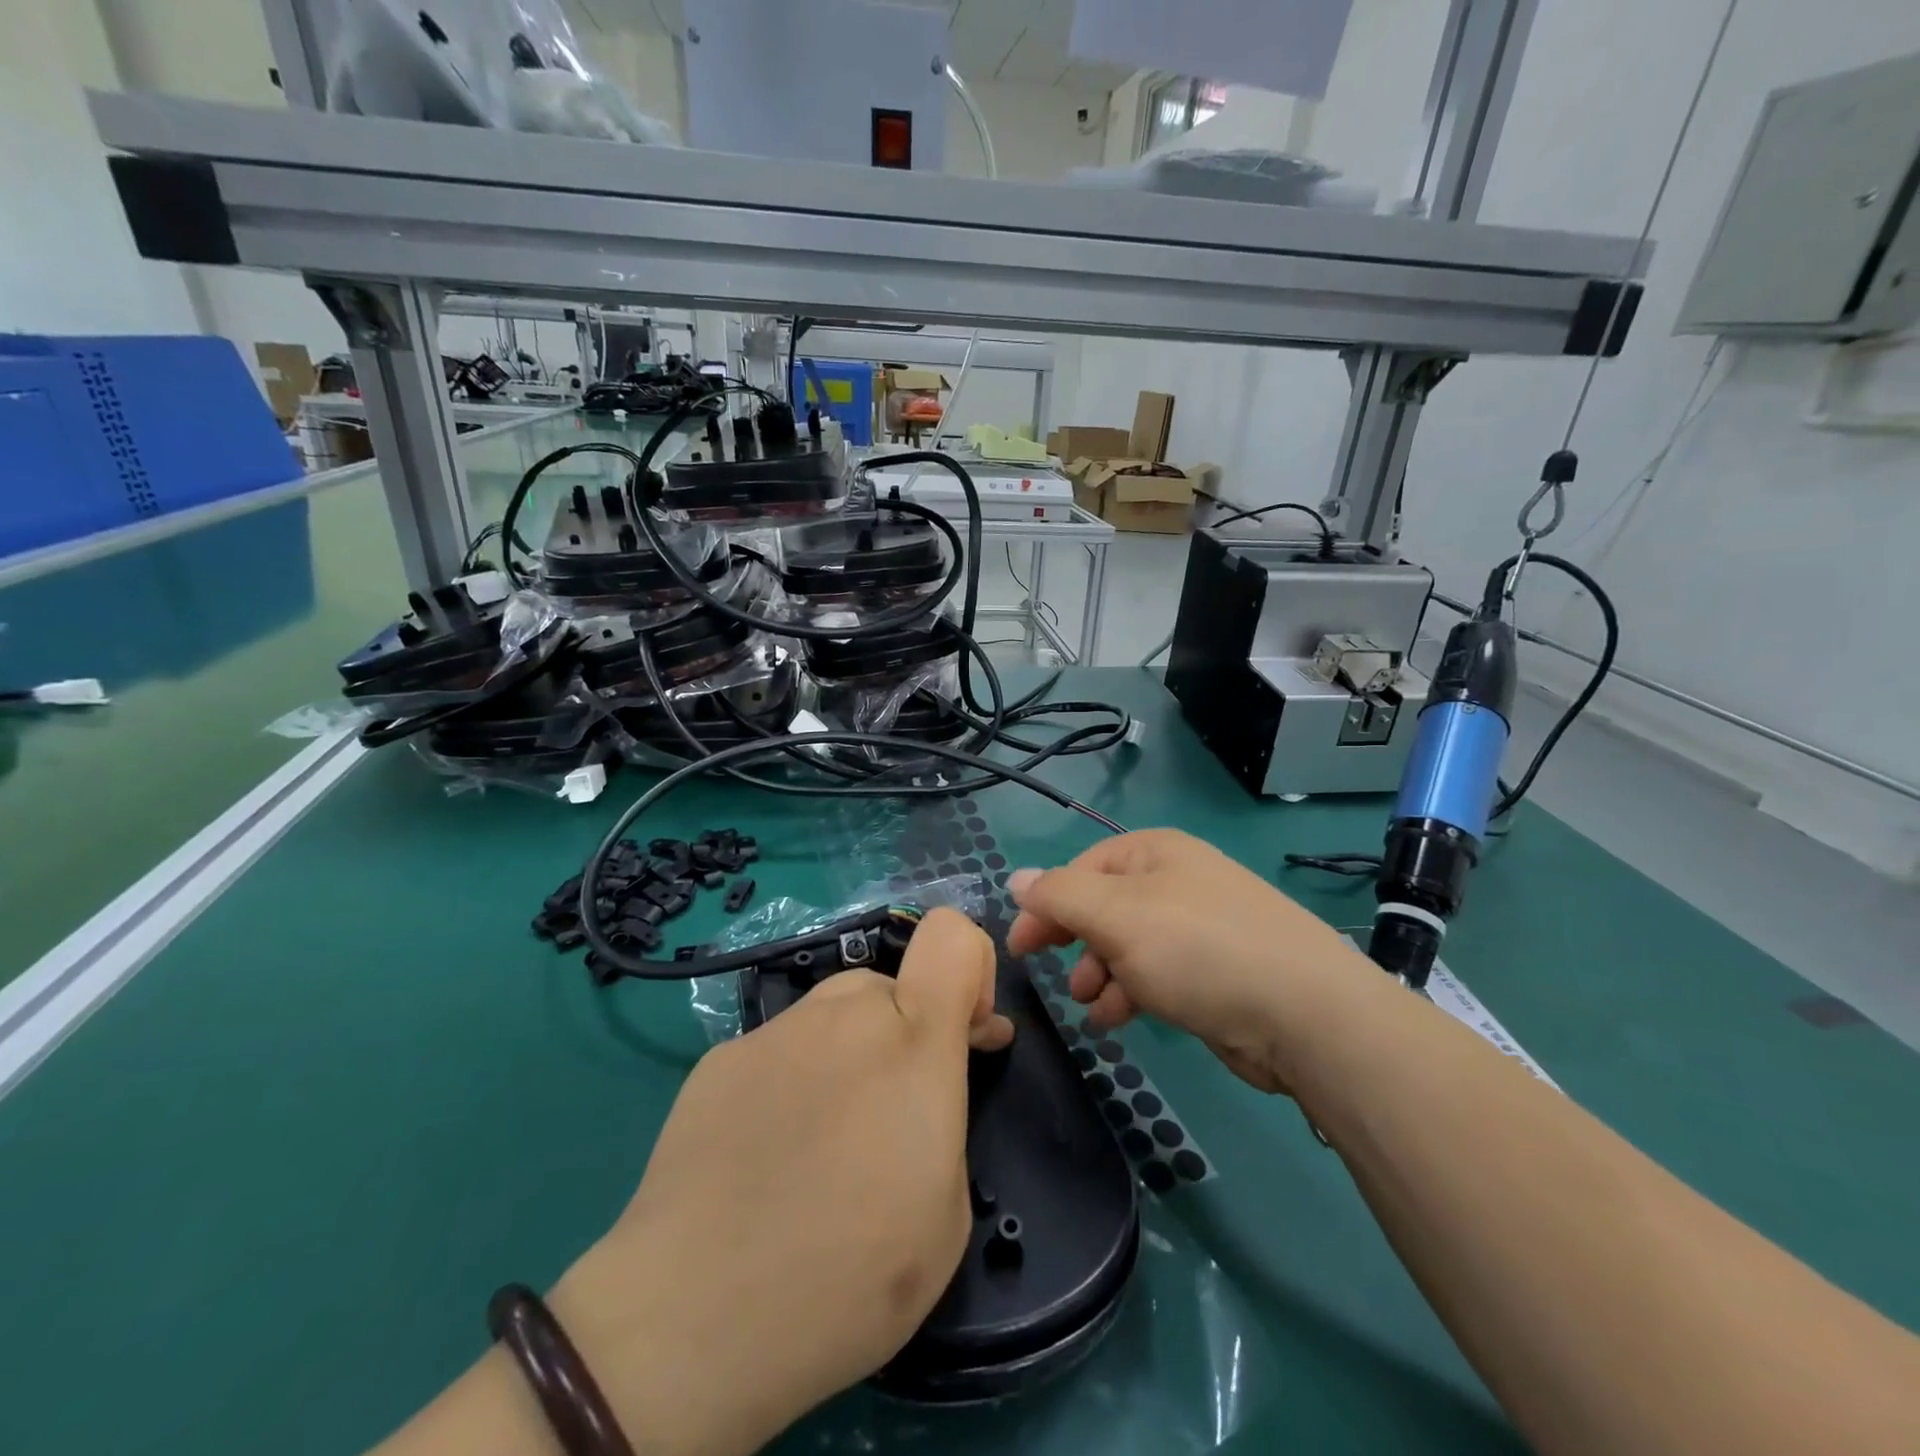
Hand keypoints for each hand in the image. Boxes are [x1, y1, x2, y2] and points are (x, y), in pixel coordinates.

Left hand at [549, 908, 1011, 1455]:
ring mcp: (774, 1031)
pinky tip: (767, 1154)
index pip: (951, 936)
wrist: (693, 1318)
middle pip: (891, 987)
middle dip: (906, 1034)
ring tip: (824, 1143)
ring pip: (833, 1015)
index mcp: (913, 1041)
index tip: (966, 1034)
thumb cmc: (848, 1276)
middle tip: (892, 1116)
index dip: (970, 969)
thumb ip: (945, 1114)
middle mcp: (843, 1014)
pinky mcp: (719, 1059)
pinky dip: (792, 1081)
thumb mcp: (946, 1211)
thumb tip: (928, 1082)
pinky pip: (779, 1049)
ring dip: (848, 1055)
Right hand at [1006, 829, 1368, 1092]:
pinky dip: (1131, 992)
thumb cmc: (1197, 949)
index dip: (1046, 904)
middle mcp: (1177, 881)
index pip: (1081, 869)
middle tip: (1049, 974)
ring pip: (1128, 944)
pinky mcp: (1215, 971)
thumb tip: (1016, 878)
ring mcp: (1200, 926)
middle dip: (1075, 940)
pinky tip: (1117, 1019)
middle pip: (1104, 906)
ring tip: (1090, 1005)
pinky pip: (1156, 973)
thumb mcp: (1115, 916)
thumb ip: (1059, 896)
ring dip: (1100, 972)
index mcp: (1154, 853)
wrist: (1304, 1014)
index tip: (1021, 946)